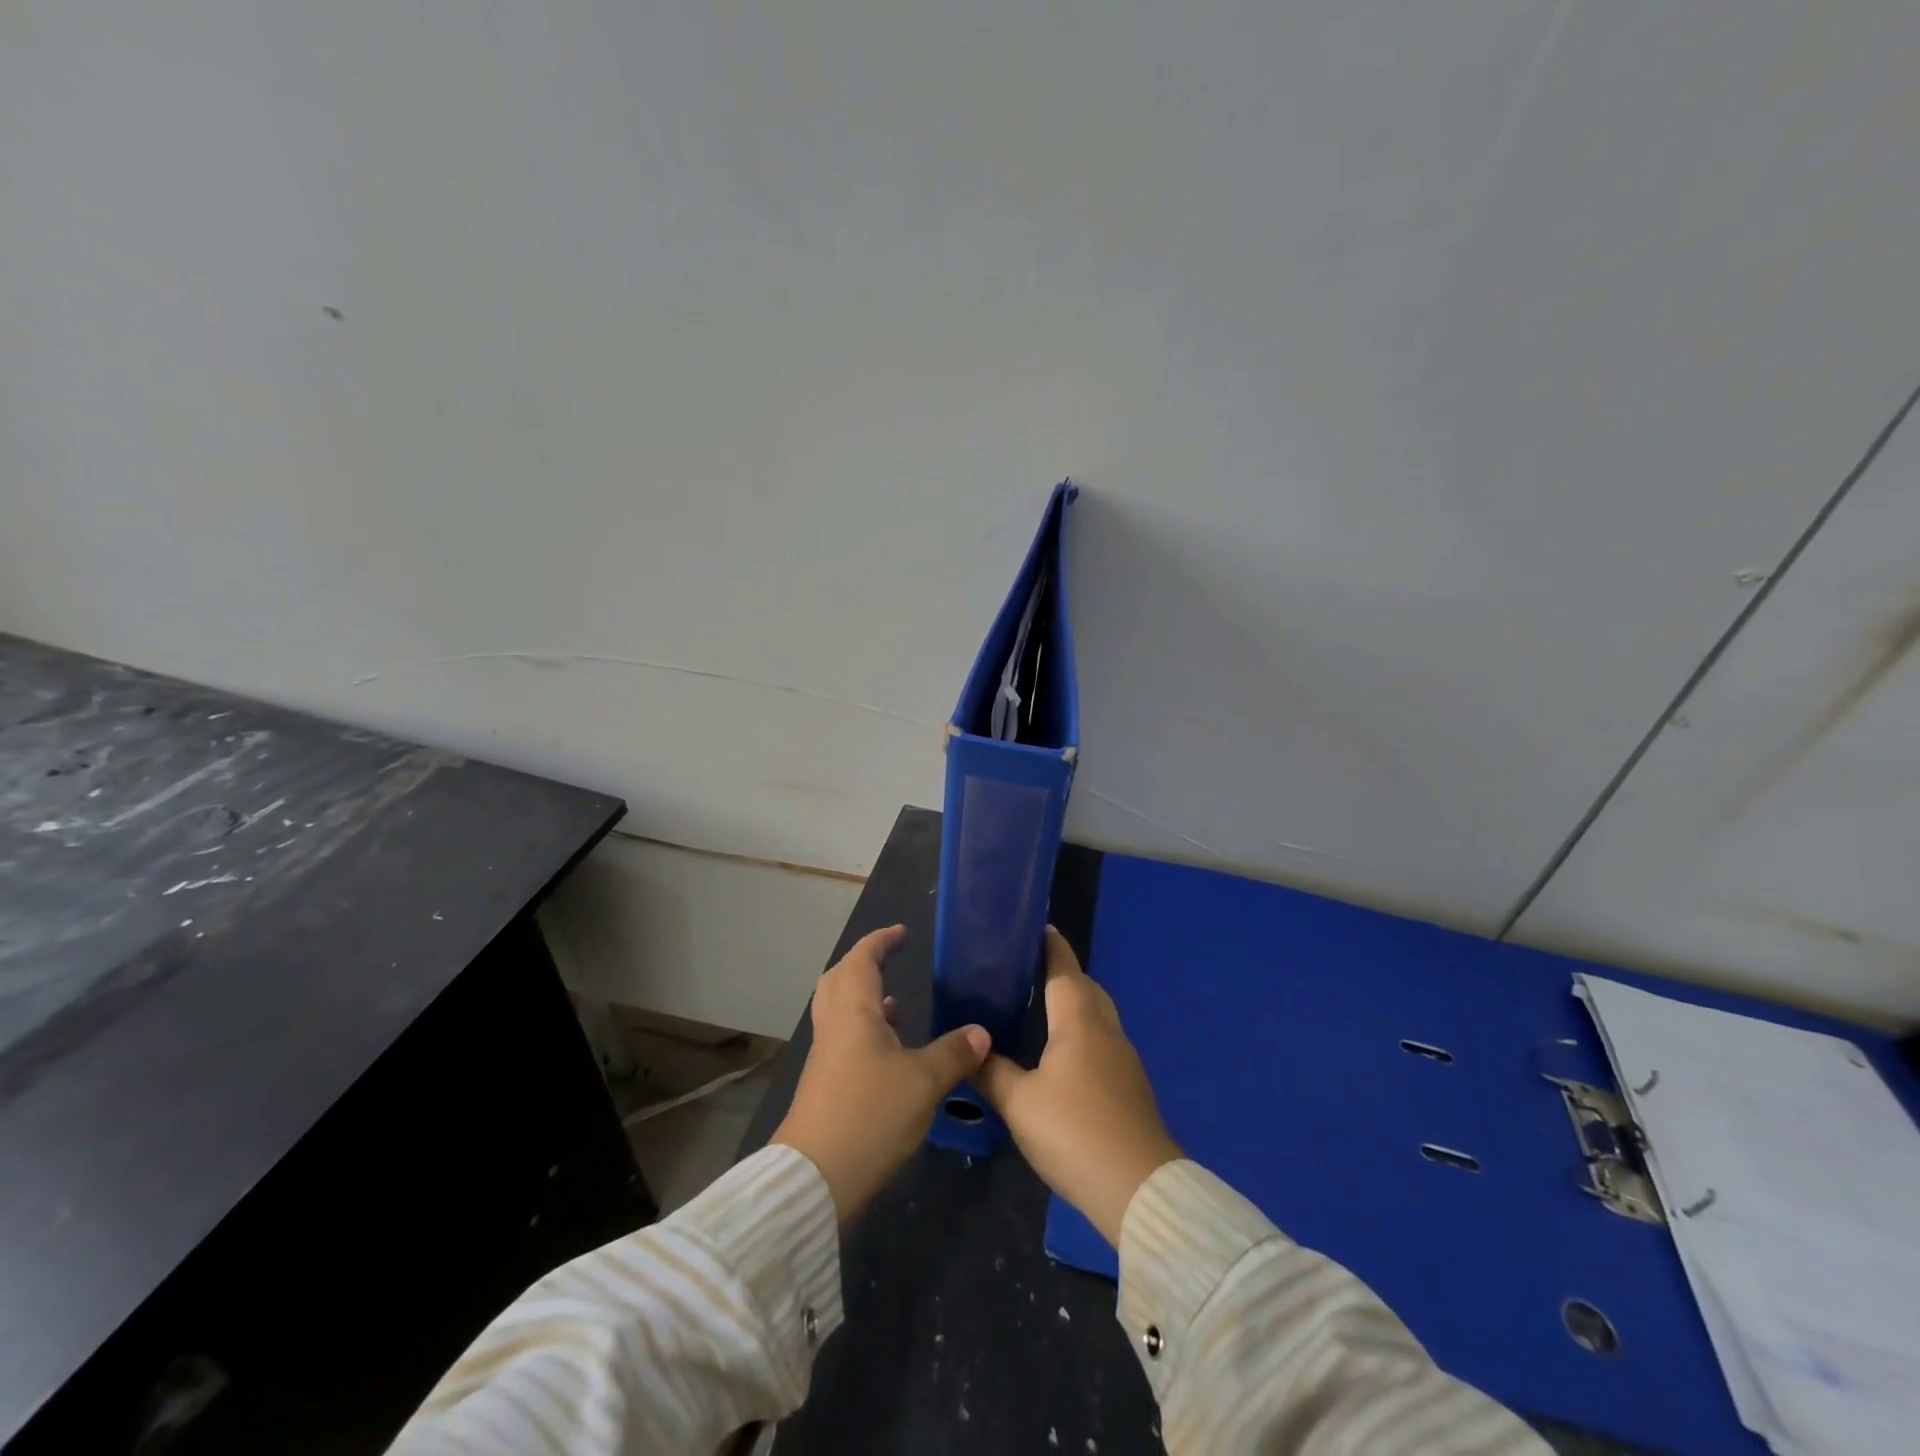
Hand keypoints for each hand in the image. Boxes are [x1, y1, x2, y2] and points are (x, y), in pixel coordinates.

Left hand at [771, 925, 990, 1229]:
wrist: (815, 1179)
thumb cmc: (869, 1115)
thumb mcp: (923, 1082)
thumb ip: (954, 1053)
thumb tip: (981, 1032)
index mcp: (852, 1012)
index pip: (862, 959)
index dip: (880, 941)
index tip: (901, 932)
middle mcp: (834, 1026)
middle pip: (840, 980)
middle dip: (864, 963)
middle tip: (891, 958)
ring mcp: (826, 1056)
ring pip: (840, 1010)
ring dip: (863, 997)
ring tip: (895, 1000)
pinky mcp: (825, 1084)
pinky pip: (844, 1038)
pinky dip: (864, 1029)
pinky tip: (889, 1050)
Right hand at [976, 927, 1180, 1246]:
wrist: (1138, 1189)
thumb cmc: (1073, 1131)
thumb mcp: (1019, 1103)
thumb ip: (992, 1073)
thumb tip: (972, 1050)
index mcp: (1079, 1022)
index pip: (1064, 971)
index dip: (1052, 948)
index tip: (1041, 928)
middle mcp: (1106, 1031)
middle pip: (1088, 989)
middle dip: (1064, 974)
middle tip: (1032, 971)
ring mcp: (1124, 1060)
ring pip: (1099, 1016)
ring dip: (1076, 1004)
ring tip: (1044, 1009)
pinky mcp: (1131, 1088)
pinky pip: (1104, 1043)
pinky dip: (1084, 1033)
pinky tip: (1066, 1056)